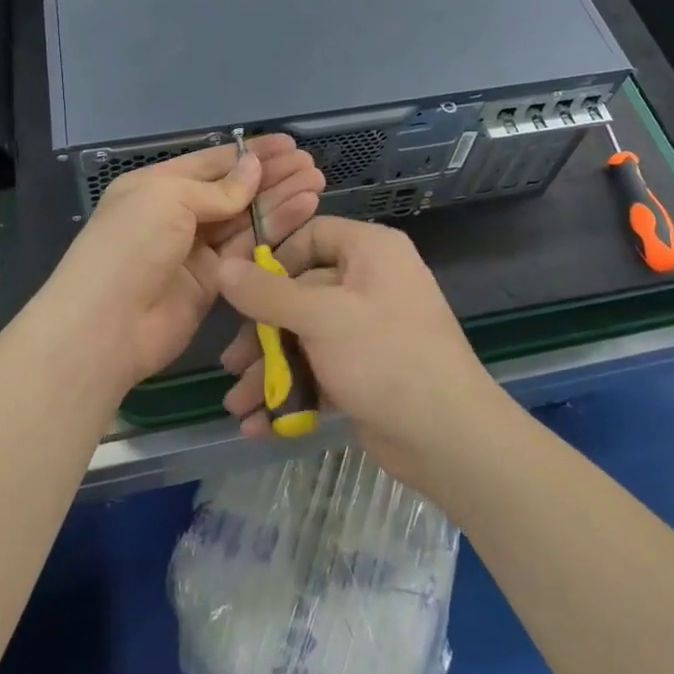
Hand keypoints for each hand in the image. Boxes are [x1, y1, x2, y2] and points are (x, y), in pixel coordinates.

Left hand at [42, 137, 325, 396]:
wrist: (106, 326)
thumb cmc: (130, 246)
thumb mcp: (169, 199)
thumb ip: (218, 188)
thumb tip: (254, 168)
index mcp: (158, 185)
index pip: (212, 162)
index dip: (250, 153)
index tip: (288, 145)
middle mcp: (178, 214)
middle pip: (233, 190)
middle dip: (271, 175)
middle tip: (310, 165)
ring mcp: (196, 250)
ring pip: (245, 218)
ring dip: (280, 200)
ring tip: (316, 182)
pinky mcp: (214, 282)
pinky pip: (248, 249)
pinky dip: (274, 229)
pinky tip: (303, 210)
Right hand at [217, 217, 500, 482]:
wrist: (450, 438)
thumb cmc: (384, 355)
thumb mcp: (321, 317)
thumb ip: (268, 292)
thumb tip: (224, 266)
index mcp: (371, 251)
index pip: (313, 235)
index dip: (274, 259)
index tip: (242, 289)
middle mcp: (371, 282)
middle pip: (302, 293)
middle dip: (263, 333)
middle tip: (232, 364)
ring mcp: (370, 329)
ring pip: (307, 337)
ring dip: (271, 370)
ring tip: (237, 406)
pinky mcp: (367, 371)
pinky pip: (321, 370)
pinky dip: (293, 392)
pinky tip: (260, 425)